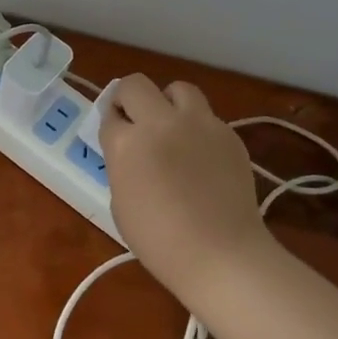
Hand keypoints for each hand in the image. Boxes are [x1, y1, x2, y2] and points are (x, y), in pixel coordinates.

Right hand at [101, 76, 274, 298]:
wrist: (221, 254)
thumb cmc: (160, 241)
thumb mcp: (121, 203)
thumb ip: (122, 166)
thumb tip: (131, 153)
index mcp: (126, 142)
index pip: (109, 114)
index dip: (111, 125)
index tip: (116, 136)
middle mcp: (160, 122)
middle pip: (135, 84)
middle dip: (129, 99)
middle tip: (135, 122)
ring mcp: (199, 123)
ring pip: (178, 89)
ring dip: (169, 102)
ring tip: (173, 128)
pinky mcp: (228, 133)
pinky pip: (207, 117)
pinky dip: (199, 128)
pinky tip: (202, 157)